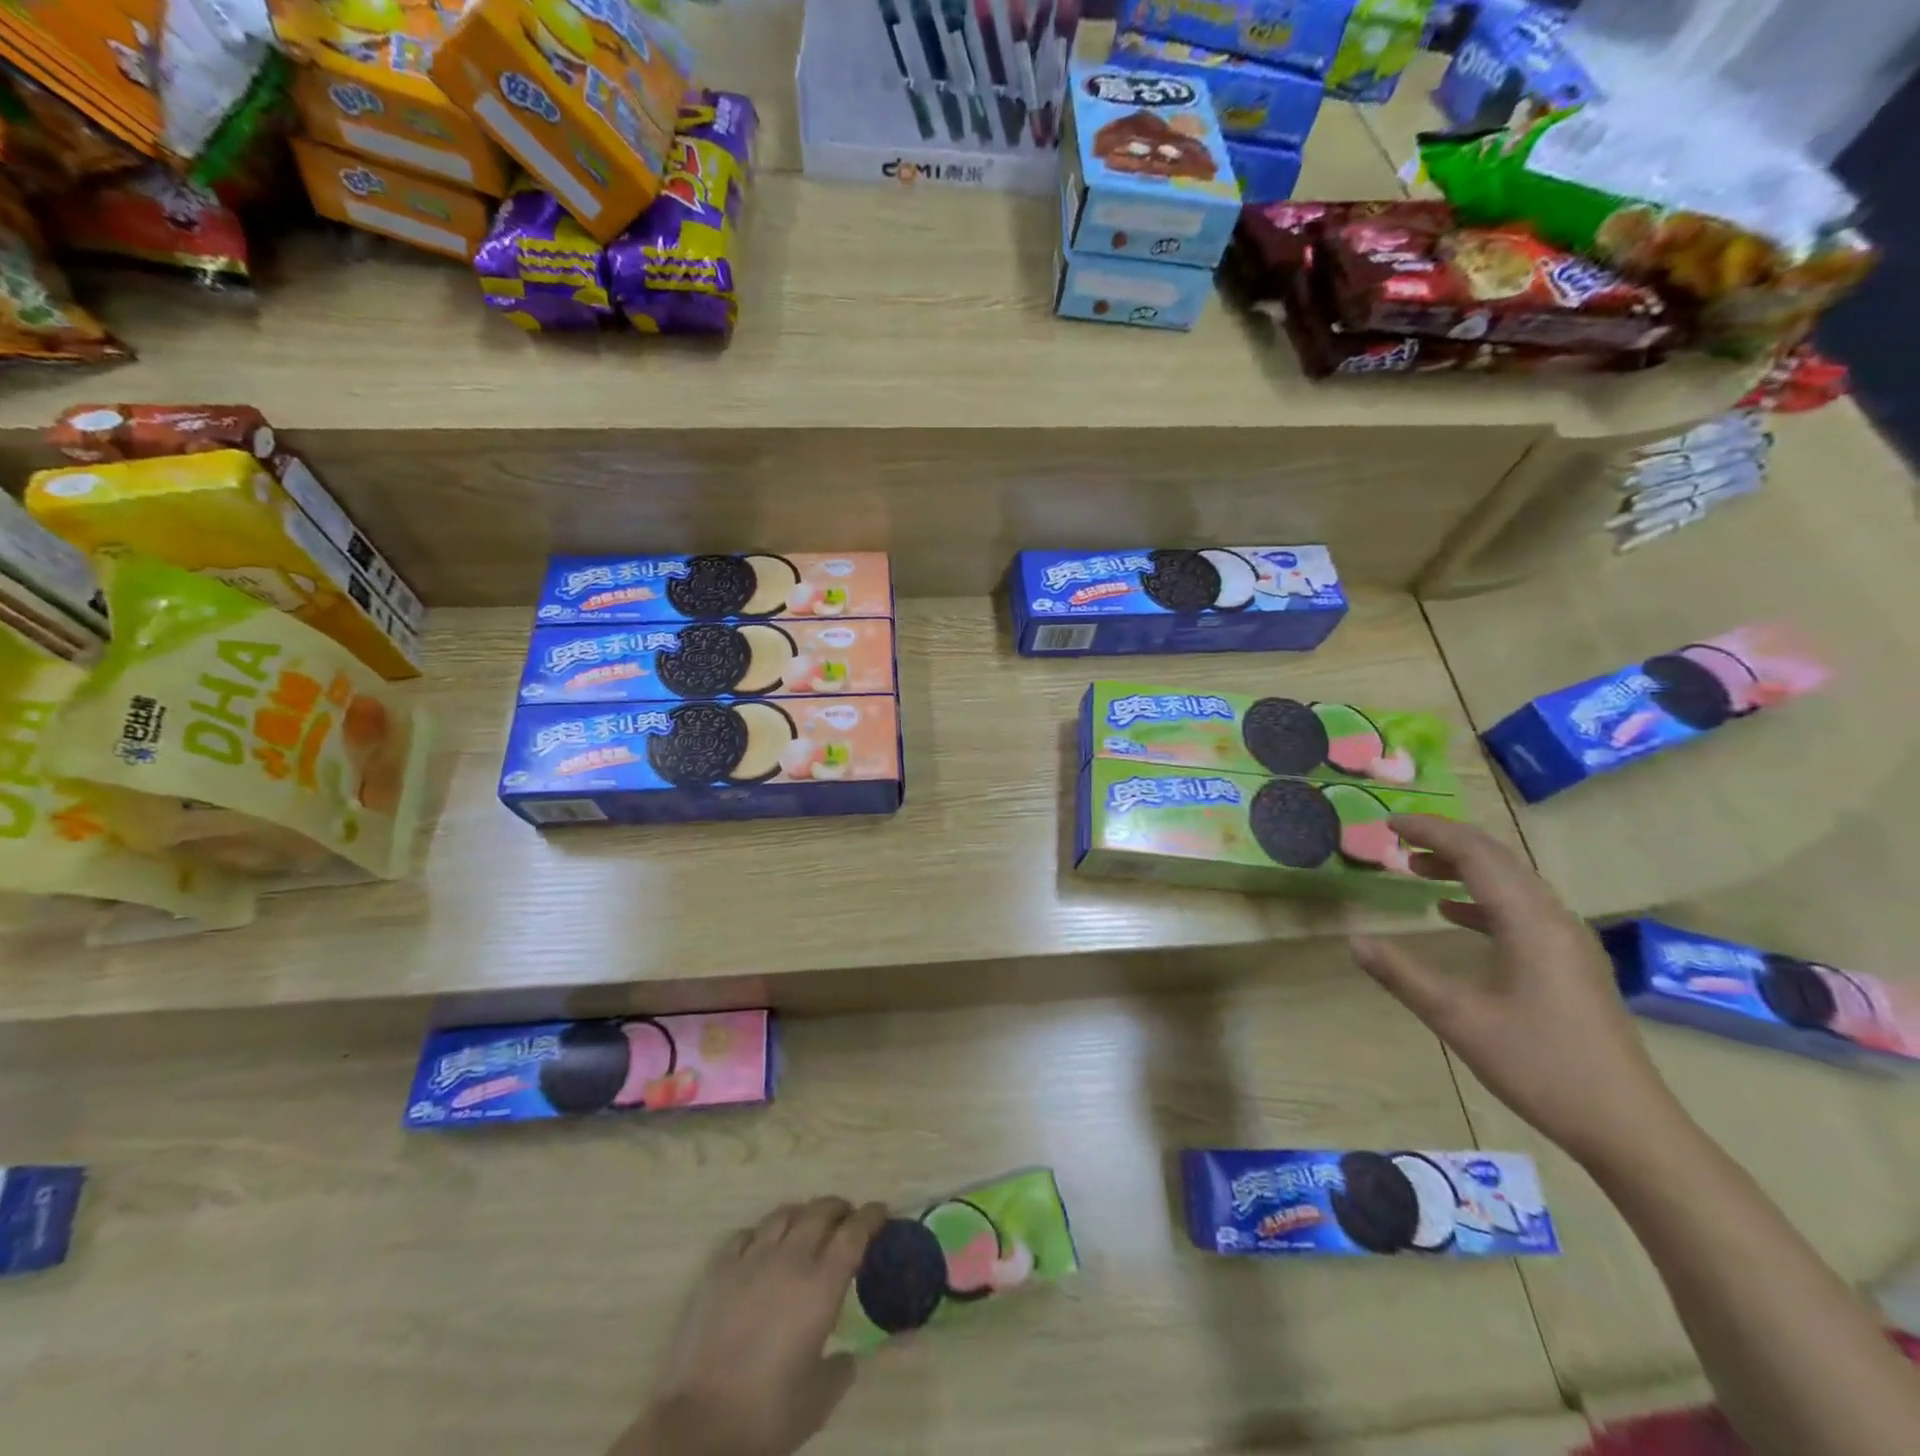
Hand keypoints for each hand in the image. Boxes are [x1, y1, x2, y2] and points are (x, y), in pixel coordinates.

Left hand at [619, 1198, 888, 1455]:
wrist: (699, 1426)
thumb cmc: (767, 1416)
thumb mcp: (818, 1401)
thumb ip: (840, 1370)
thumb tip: (847, 1357)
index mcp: (821, 1286)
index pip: (854, 1234)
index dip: (870, 1217)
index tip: (880, 1211)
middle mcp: (790, 1260)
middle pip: (820, 1212)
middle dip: (839, 1208)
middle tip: (847, 1216)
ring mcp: (751, 1259)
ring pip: (783, 1214)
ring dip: (802, 1213)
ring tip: (806, 1223)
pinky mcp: (719, 1269)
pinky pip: (746, 1234)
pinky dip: (762, 1233)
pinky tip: (762, 1245)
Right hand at [1349, 816, 1684, 1168]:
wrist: (1627, 1126)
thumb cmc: (1540, 1066)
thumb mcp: (1457, 1019)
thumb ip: (1402, 975)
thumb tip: (1353, 941)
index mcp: (1529, 923)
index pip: (1475, 854)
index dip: (1430, 831)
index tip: (1388, 822)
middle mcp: (1553, 919)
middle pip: (1498, 858)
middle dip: (1446, 840)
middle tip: (1397, 837)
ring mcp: (1567, 941)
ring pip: (1511, 881)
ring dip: (1464, 866)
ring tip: (1416, 867)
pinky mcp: (1570, 962)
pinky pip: (1521, 908)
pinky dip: (1482, 897)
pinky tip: (1453, 912)